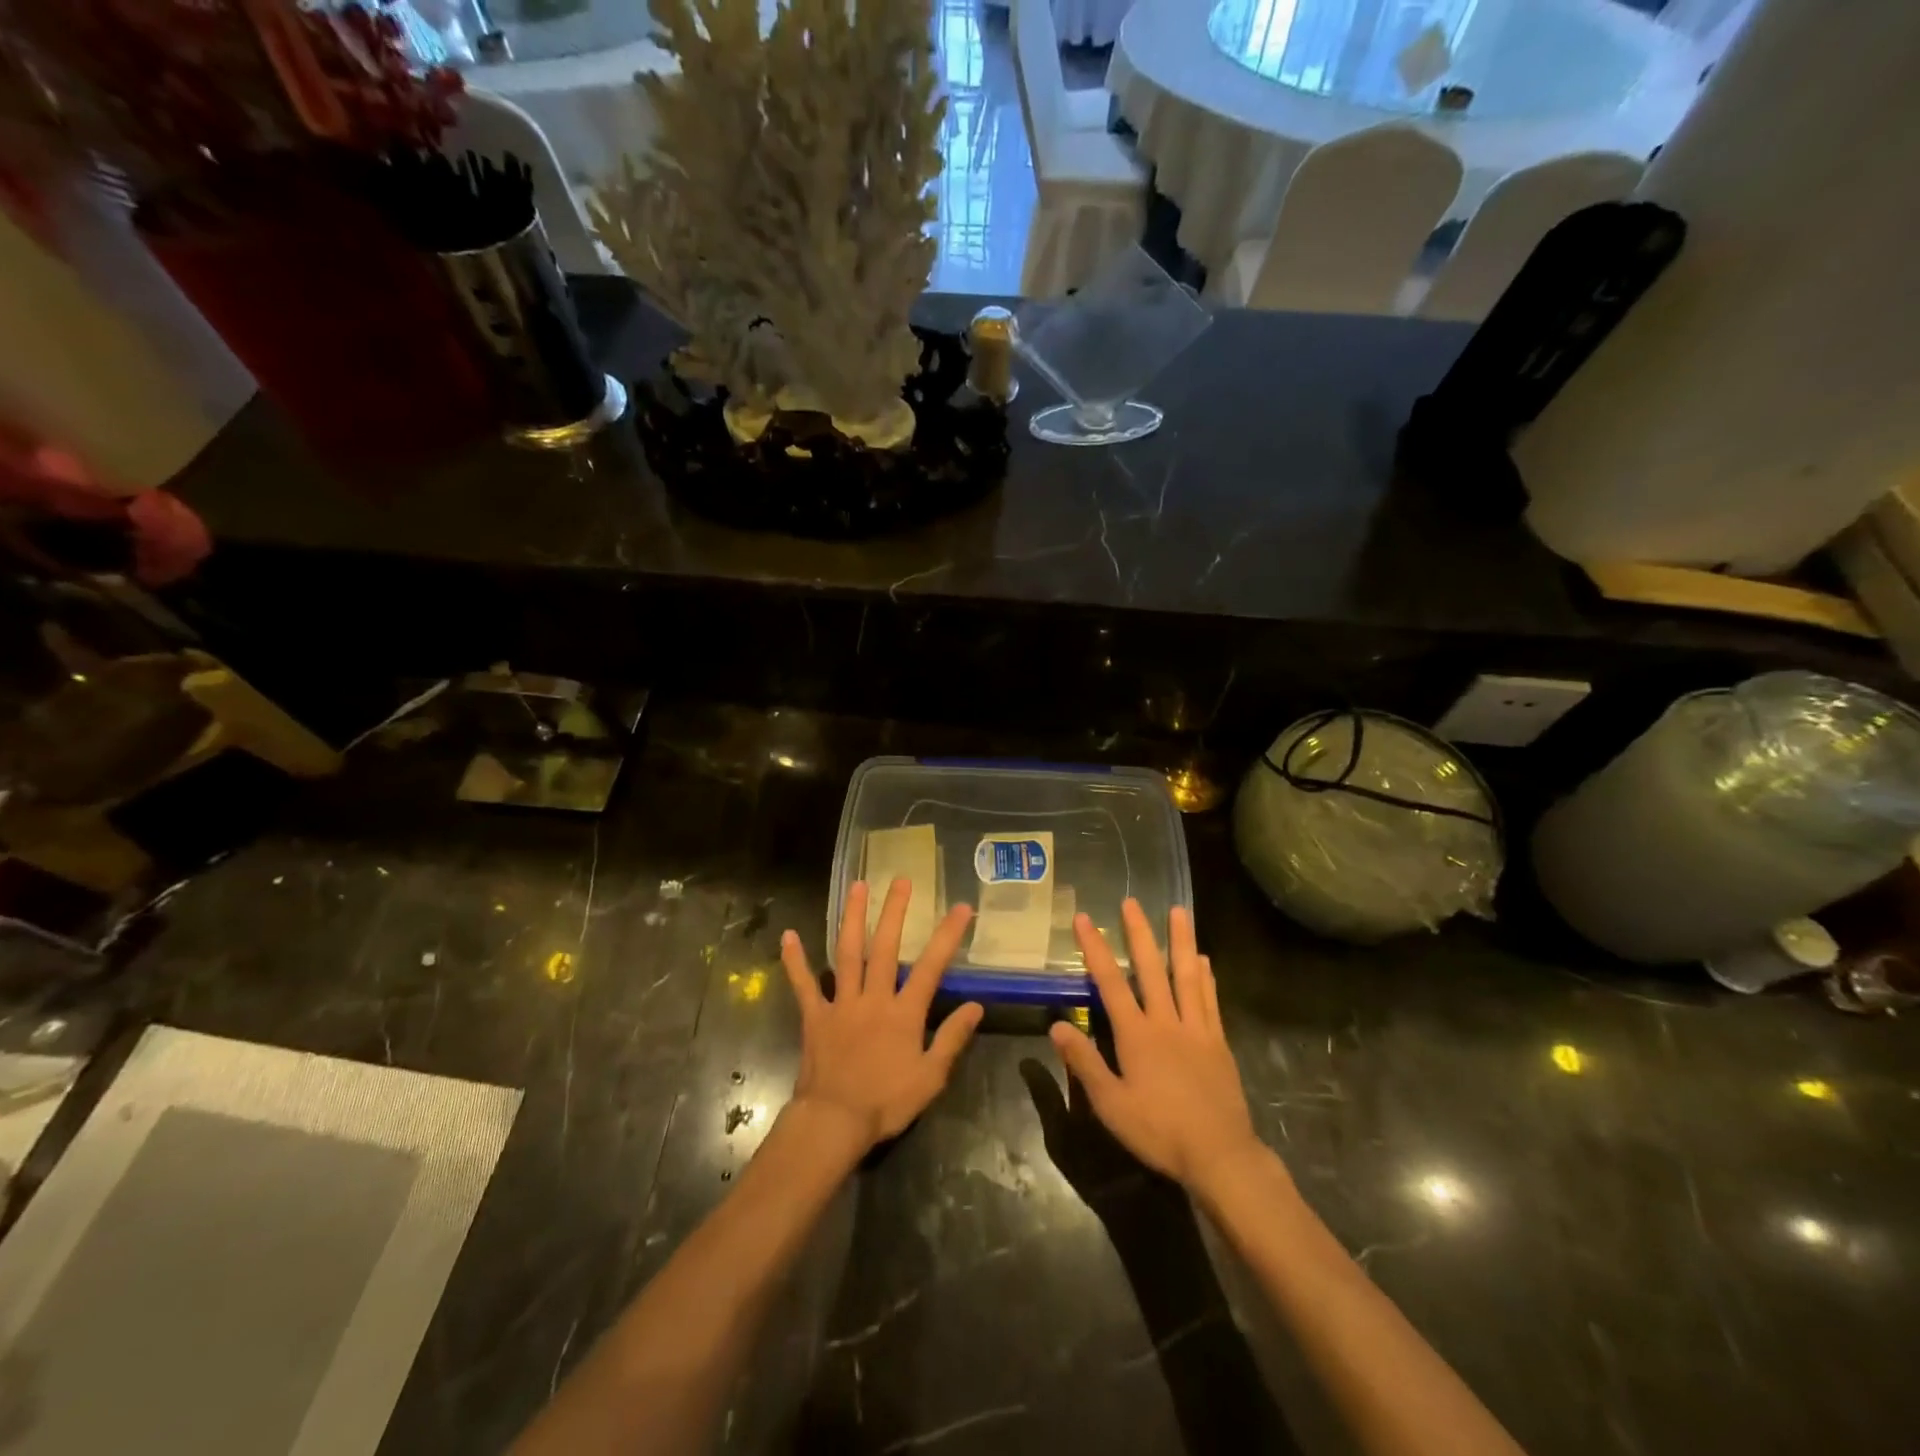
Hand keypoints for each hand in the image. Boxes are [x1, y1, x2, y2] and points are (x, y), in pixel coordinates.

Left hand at [779, 879, 983, 1153]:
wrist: (834, 1122)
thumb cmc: (886, 1102)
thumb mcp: (931, 1077)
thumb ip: (952, 1038)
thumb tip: (976, 1006)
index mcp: (904, 1013)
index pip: (932, 966)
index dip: (947, 935)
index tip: (960, 907)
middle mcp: (874, 998)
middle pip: (886, 947)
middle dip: (894, 911)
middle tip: (901, 880)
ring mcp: (841, 1003)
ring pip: (848, 953)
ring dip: (852, 918)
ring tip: (857, 887)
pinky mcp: (815, 1016)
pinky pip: (804, 984)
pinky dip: (795, 960)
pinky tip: (788, 935)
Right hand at [1049, 901, 1264, 1194]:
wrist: (1219, 1154)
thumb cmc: (1158, 1130)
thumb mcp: (1111, 1104)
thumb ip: (1084, 1062)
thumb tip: (1058, 1025)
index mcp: (1136, 1034)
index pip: (1110, 982)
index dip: (1096, 949)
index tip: (1086, 919)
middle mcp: (1166, 1021)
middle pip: (1151, 969)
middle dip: (1139, 933)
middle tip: (1132, 902)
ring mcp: (1196, 1029)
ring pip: (1186, 975)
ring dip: (1181, 941)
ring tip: (1178, 911)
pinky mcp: (1218, 1042)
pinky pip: (1210, 1000)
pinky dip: (1205, 977)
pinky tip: (1204, 960)